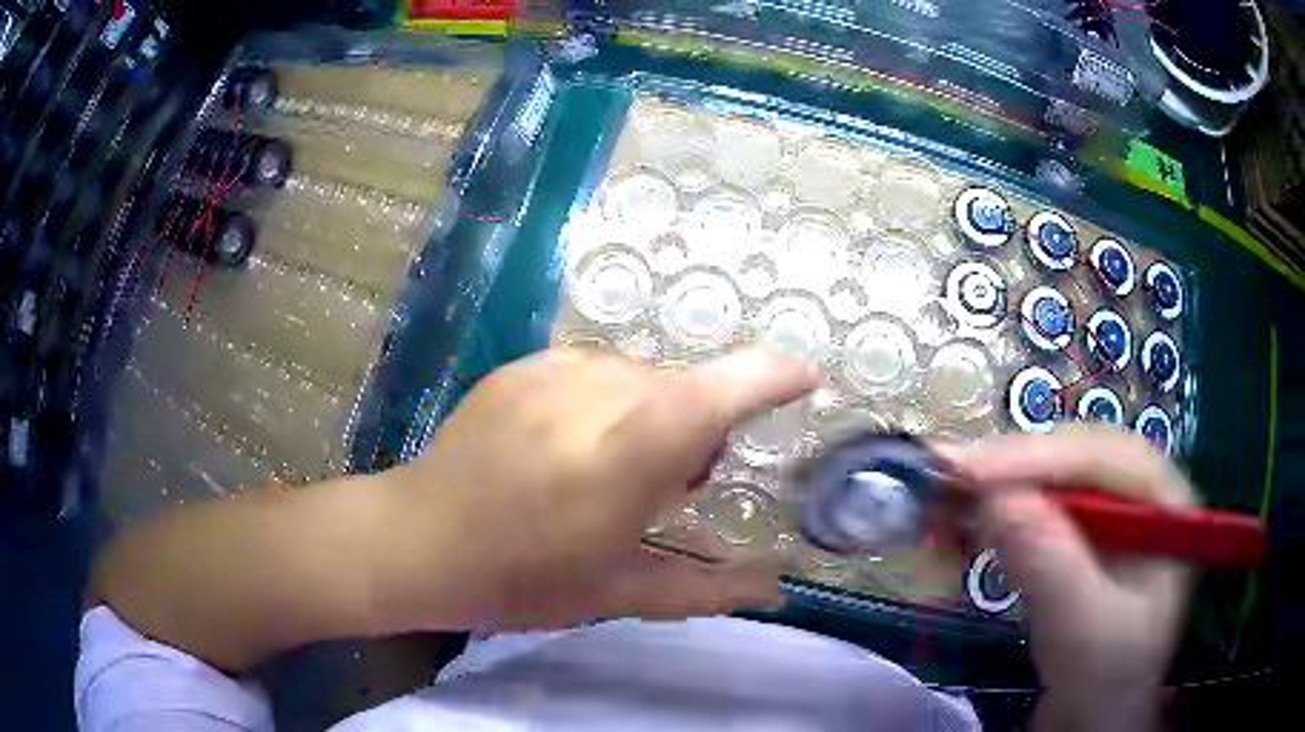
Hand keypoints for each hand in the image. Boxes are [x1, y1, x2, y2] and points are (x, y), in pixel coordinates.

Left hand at [373, 347, 819, 631]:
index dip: (781, 375)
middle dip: (697, 430)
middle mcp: (610, 381)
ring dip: (647, 417)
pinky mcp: (525, 365)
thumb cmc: (524, 576)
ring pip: (639, 379)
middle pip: (686, 388)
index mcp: (645, 437)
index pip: (738, 381)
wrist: (420, 538)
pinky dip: (602, 405)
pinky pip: (591, 374)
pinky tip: (561, 450)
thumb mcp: (621, 591)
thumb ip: (708, 589)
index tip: (807, 383)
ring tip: (604, 471)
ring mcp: (561, 365)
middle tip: (667, 488)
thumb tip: (774, 592)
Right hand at [944, 426, 1194, 728]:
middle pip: (1071, 460)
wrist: (1093, 718)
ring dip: (994, 489)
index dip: (1036, 457)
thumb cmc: (1106, 679)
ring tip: (943, 499)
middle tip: (942, 476)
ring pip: (1047, 481)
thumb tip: (995, 500)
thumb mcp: (1085, 629)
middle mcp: (1135, 494)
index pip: (1102, 458)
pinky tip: (962, 525)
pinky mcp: (1075, 539)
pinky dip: (994, 517)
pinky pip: (1033, 511)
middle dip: (1008, 469)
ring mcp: (1105, 515)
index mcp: (1162, 501)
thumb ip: (1051, 565)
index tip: (968, 471)